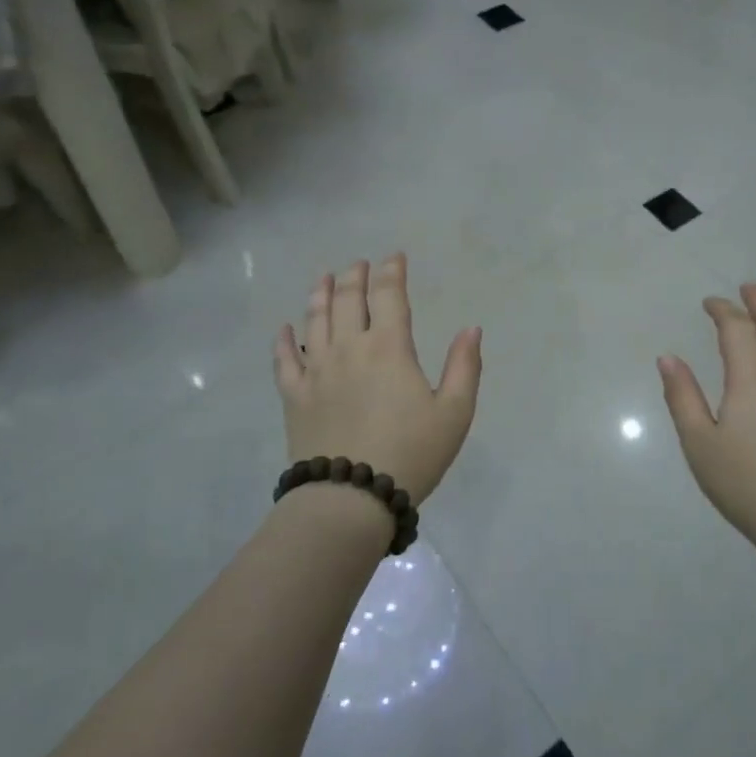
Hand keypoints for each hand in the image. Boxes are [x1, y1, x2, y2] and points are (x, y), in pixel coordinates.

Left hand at [273, 254, 482, 504]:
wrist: (350, 498)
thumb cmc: (411, 454)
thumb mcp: (454, 413)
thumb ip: (464, 366)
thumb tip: (471, 329)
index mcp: (389, 348)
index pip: (389, 295)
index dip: (391, 271)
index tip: (394, 258)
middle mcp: (349, 348)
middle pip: (347, 299)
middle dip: (354, 276)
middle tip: (358, 264)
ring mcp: (316, 371)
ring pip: (315, 320)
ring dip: (319, 294)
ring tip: (323, 278)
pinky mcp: (294, 396)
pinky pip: (284, 360)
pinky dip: (284, 340)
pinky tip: (284, 329)